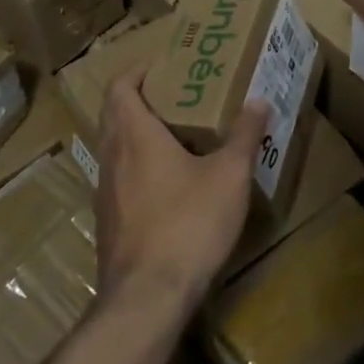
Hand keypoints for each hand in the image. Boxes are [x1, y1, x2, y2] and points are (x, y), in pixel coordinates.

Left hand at [92, 67, 267, 327]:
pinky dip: (137, 167)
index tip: (161, 65)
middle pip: (114, 114)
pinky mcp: (108, 223)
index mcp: (134, 135)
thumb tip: (258, 101)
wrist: (147, 298)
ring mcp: (105, 193)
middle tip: (176, 95)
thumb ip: (243, 136)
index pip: (119, 86)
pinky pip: (119, 179)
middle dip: (140, 99)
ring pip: (114, 148)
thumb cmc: (188, 223)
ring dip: (137, 135)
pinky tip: (168, 186)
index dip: (136, 70)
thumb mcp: (228, 176)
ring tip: (176, 136)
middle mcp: (112, 157)